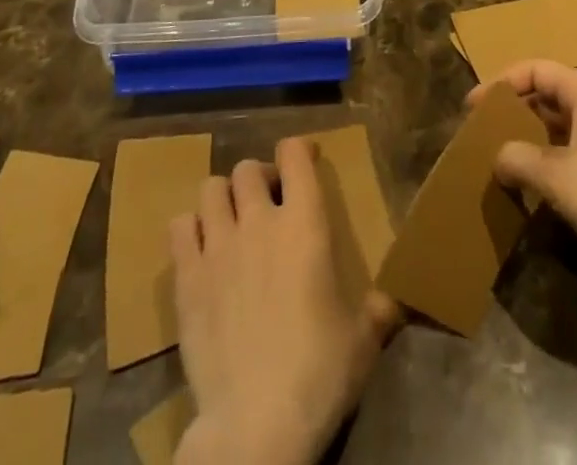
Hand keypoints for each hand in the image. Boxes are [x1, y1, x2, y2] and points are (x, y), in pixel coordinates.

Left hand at [171, 138, 399, 464]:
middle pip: (248, 168)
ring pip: (211, 188)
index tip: (305, 162)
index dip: (298, 151)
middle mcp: (259, 220)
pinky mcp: (187, 277)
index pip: (294, 154)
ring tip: (231, 223)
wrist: (255, 424)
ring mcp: (218, 246)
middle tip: (268, 205)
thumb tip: (397, 302)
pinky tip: (200, 251)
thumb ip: (380, 310)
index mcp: (304, 222)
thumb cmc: (318, 373)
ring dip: (223, 198)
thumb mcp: (362, 340)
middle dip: (258, 179)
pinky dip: (189, 229)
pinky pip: (179, 227)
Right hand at [465, 61, 576, 283]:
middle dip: (513, 114)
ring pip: (558, 132)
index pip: (535, 70)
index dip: (501, 84)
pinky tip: (528, 191)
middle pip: (546, 98)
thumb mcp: (557, 174)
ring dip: (528, 145)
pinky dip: (547, 169)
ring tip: (497, 163)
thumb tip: (497, 158)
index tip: (473, 108)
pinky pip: (570, 161)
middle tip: (482, 136)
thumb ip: (518, 159)